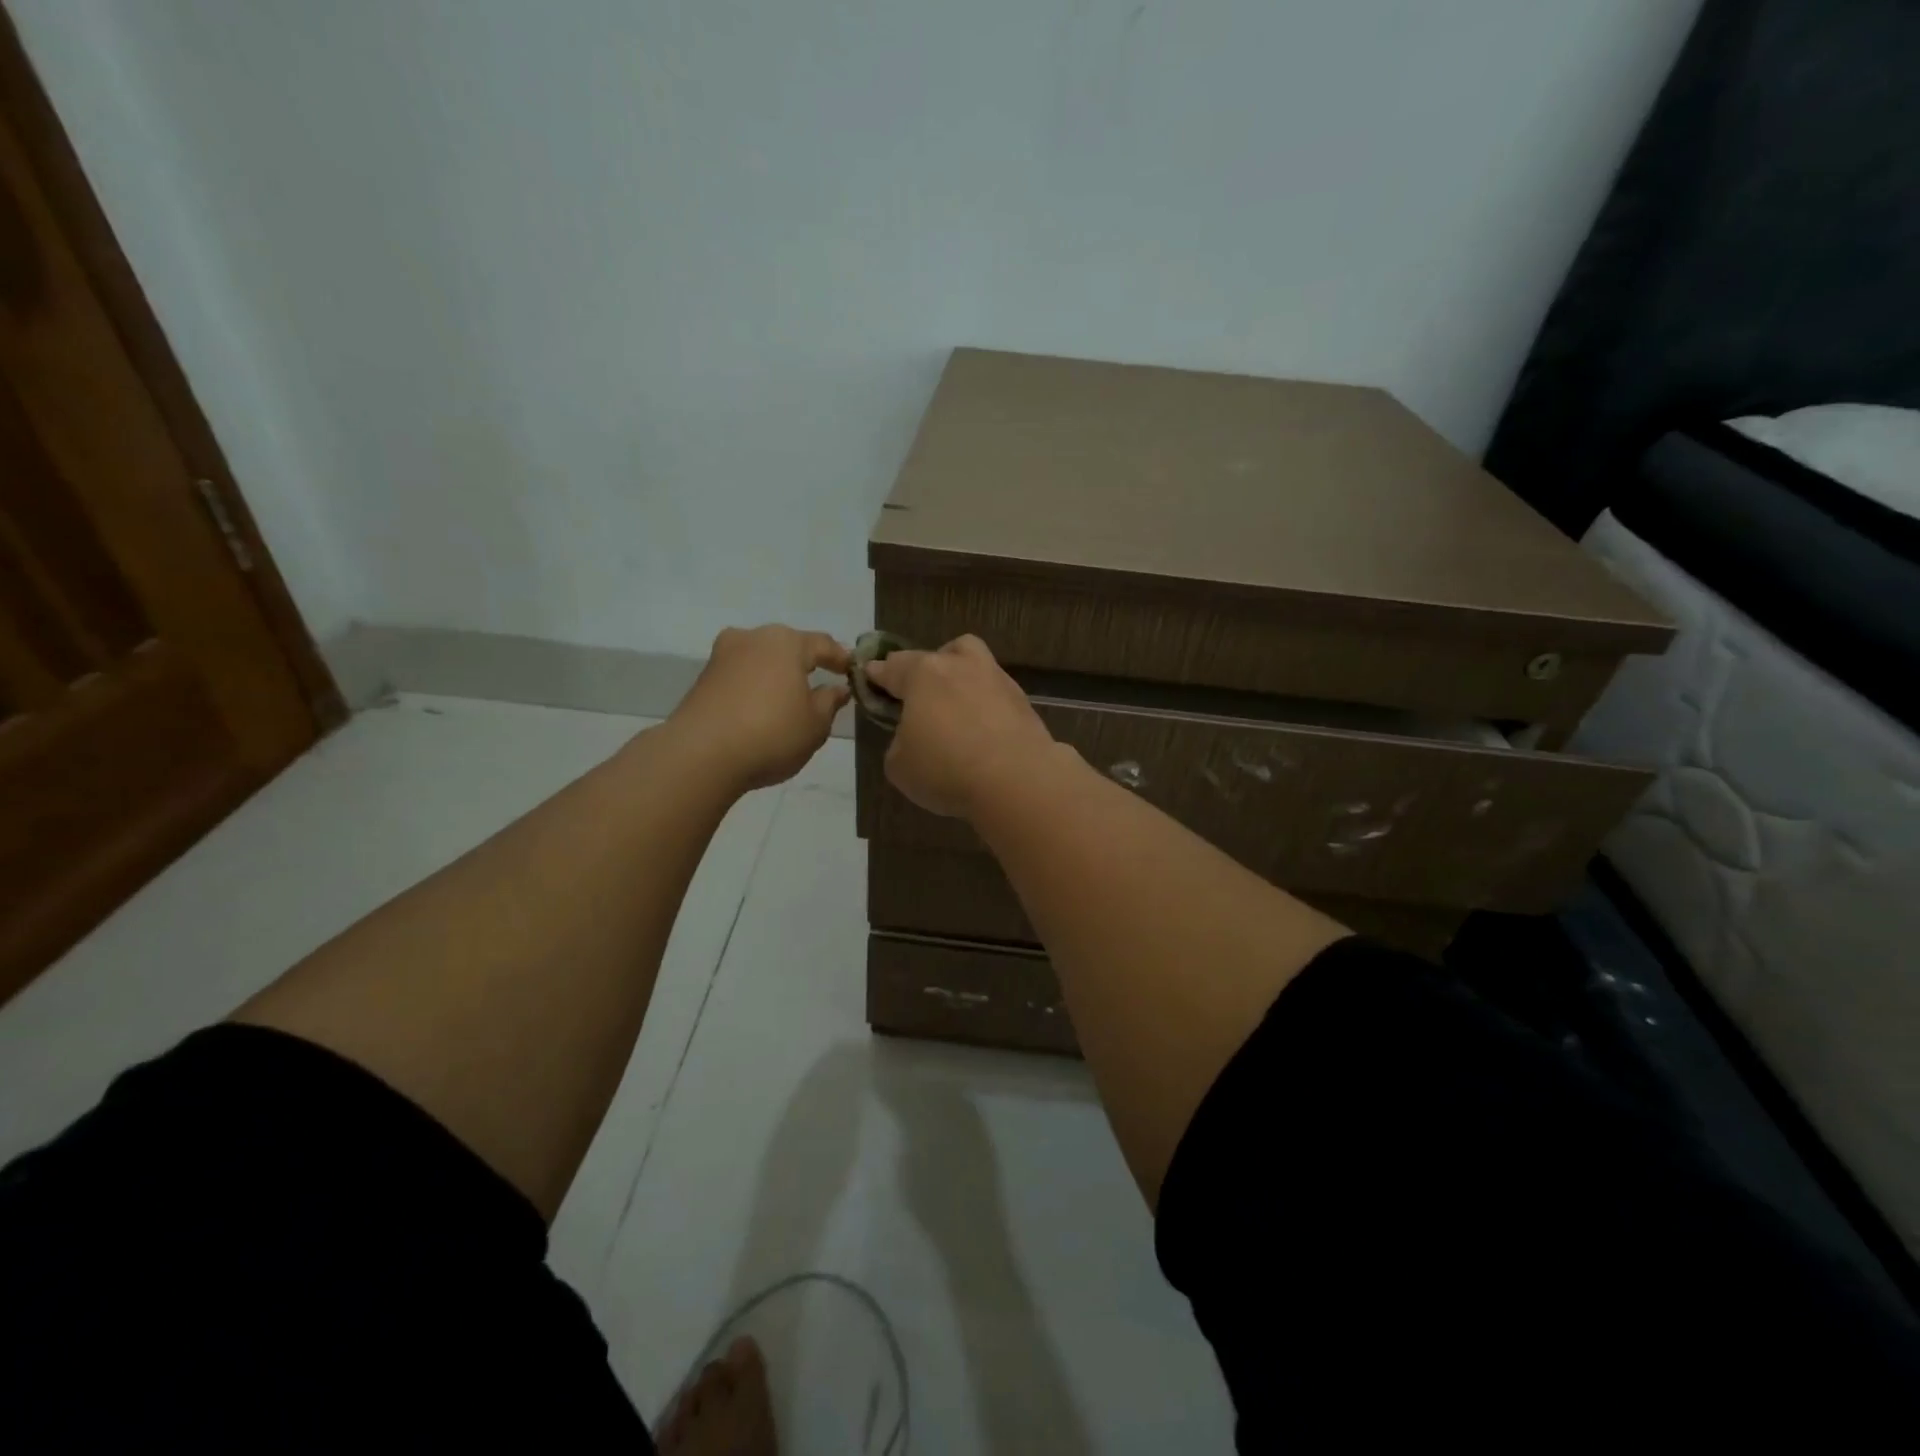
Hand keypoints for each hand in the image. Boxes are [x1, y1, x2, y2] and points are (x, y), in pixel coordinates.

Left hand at [673, 626, 850, 790]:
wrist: (701, 755)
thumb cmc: (772, 733)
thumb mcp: (816, 724)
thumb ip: (829, 702)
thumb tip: (837, 689)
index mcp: (786, 642)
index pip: (823, 644)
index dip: (840, 658)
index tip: (851, 672)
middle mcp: (752, 638)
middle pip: (788, 646)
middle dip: (805, 663)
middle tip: (821, 683)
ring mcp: (723, 656)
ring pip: (761, 659)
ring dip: (776, 675)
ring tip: (789, 699)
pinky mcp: (703, 678)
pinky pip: (741, 676)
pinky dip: (755, 687)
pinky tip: (761, 709)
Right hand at [863, 635, 1058, 818]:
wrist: (1017, 780)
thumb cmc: (946, 769)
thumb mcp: (899, 765)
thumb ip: (899, 742)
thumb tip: (914, 736)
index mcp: (923, 674)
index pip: (891, 666)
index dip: (877, 674)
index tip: (871, 677)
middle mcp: (960, 665)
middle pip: (937, 655)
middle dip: (924, 670)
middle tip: (919, 698)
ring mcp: (996, 679)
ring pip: (973, 664)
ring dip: (961, 680)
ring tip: (955, 711)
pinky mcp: (1022, 701)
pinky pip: (994, 694)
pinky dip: (985, 706)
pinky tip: (982, 731)